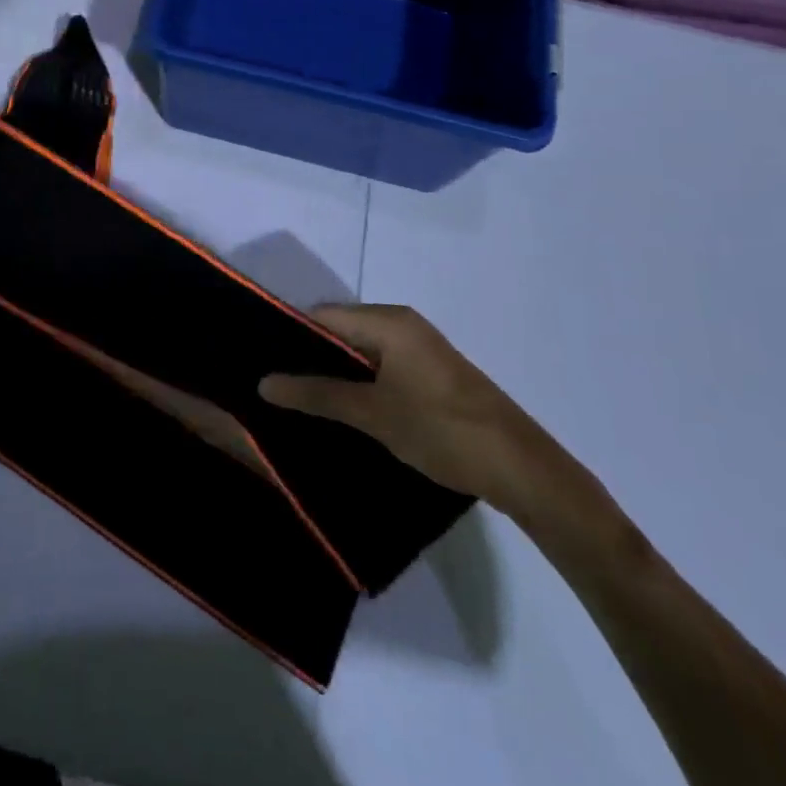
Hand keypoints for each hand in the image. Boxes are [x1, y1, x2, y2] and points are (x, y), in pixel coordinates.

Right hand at [259, 304, 561, 515]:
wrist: (522, 469)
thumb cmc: (441, 430)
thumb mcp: (372, 414)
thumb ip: (316, 395)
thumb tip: (263, 383)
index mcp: (389, 321)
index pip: (322, 315)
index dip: (291, 338)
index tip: (264, 365)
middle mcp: (402, 324)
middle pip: (340, 331)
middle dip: (310, 359)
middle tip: (278, 389)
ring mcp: (419, 348)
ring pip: (360, 352)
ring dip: (334, 375)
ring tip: (301, 402)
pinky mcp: (429, 373)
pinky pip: (380, 367)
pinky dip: (359, 383)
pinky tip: (342, 410)